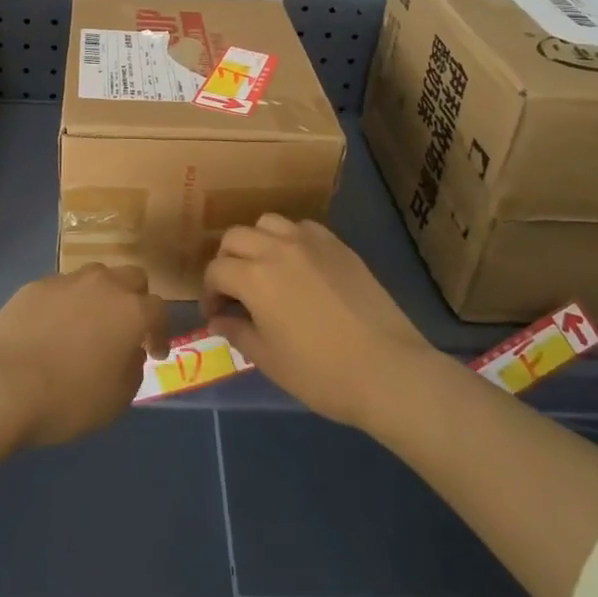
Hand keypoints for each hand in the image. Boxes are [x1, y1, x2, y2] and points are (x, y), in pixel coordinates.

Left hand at [0, 264, 170, 448]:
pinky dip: (66, 304)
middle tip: (127, 327)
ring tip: (89, 323)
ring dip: (100, 296)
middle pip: (131, 277)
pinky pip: (61, 289)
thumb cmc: (67, 399)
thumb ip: (132, 370)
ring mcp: (66, 281)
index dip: (161, 332)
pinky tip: (53, 328)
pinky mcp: (33, 286)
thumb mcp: (115, 400)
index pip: (159, 310)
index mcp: (130, 311)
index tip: (156, 352)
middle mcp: (103, 285)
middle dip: (136, 299)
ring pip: (95, 276)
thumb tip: (129, 352)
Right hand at [204, 215, 436, 430]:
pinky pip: (302, 227)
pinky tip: (299, 266)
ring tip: (264, 270)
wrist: (388, 370)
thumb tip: (219, 319)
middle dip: (226, 261)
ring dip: (256, 242)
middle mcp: (278, 248)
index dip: (209, 292)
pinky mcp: (338, 245)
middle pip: (236, 237)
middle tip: (234, 291)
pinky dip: (289, 239)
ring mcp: (311, 242)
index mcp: (255, 277)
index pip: (216, 270)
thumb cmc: (322, 373)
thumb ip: (238, 332)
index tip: (217, 315)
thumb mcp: (269, 360)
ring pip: (268, 223)